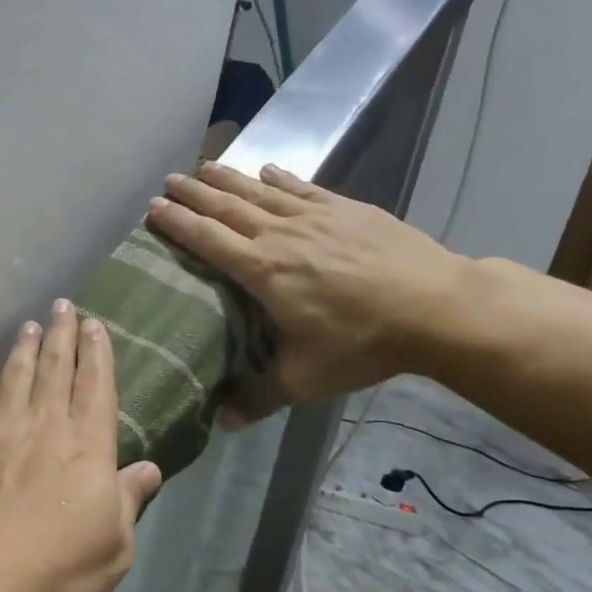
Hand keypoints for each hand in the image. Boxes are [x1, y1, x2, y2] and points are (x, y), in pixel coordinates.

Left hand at [0, 300, 162, 591]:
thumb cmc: (57, 568)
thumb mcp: (115, 546)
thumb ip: (129, 501)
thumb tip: (149, 469)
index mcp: (87, 446)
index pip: (96, 386)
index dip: (97, 352)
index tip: (94, 324)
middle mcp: (45, 425)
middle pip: (55, 368)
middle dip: (61, 334)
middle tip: (62, 305)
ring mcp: (0, 431)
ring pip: (15, 376)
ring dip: (24, 348)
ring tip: (29, 325)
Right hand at [146, 163, 473, 417]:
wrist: (437, 308)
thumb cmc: (363, 343)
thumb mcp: (306, 380)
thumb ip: (258, 398)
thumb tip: (220, 423)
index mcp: (263, 272)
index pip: (208, 240)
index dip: (178, 224)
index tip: (153, 209)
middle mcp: (281, 235)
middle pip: (227, 208)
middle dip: (195, 194)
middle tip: (169, 181)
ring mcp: (315, 217)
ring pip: (259, 191)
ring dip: (228, 178)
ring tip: (203, 167)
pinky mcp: (346, 209)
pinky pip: (302, 188)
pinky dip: (279, 177)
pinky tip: (267, 170)